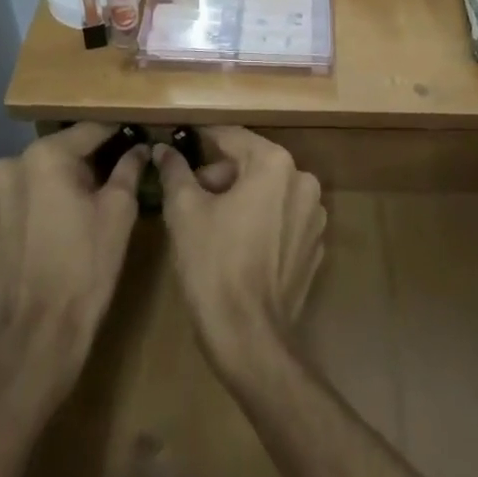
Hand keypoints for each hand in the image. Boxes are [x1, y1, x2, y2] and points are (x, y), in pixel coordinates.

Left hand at [0, 123, 146, 397]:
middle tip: (96, 192)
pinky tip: (31, 239)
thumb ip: (128, 169)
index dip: (114, 135)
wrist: (33, 340)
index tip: (130, 140)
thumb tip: (139, 147)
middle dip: (75, 168)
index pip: (89, 131)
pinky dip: (16, 215)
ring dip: (42, 190)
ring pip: (24, 181)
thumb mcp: (119, 214)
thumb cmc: (85, 269)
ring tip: (60, 220)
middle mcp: (5, 166)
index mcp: (45, 156)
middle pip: (53, 156)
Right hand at [153, 127, 325, 374]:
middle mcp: (303, 181)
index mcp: (275, 164)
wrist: (249, 338)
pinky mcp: (313, 246)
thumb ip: (175, 171)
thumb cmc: (214, 265)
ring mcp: (313, 216)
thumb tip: (163, 149)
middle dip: (220, 176)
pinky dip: (259, 222)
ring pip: (267, 191)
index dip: (202, 140)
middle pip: (252, 164)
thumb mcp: (184, 211)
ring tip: (210, 226)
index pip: (232, 138)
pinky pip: (281, 219)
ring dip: (240, 199)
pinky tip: (235, 248)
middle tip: (189, 198)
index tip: (180, 142)